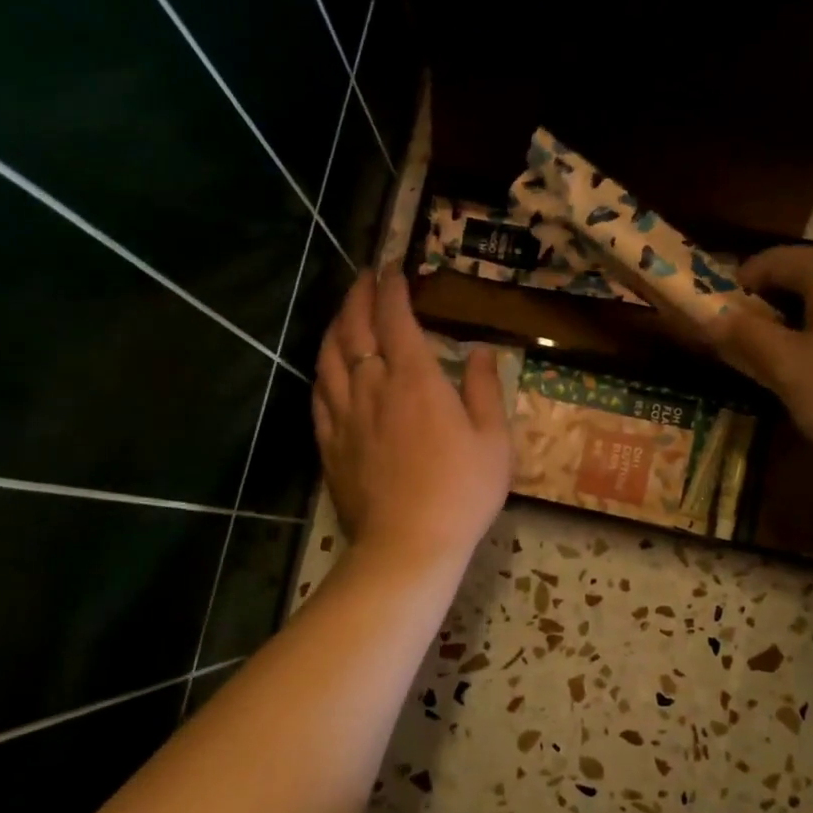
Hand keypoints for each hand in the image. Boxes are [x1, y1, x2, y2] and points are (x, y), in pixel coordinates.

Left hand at [313, 266, 511, 565]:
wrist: (409, 544)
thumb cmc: (462, 491)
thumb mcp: (493, 439)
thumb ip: (483, 389)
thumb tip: (479, 351)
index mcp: (415, 379)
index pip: (396, 318)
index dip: (393, 288)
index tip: (395, 268)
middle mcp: (373, 387)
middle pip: (356, 328)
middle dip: (359, 296)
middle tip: (365, 277)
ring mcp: (345, 415)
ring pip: (330, 356)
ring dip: (336, 325)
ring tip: (344, 312)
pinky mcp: (330, 443)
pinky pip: (319, 394)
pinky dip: (323, 369)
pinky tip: (327, 365)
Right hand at [708, 245, 812, 475]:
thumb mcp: (787, 368)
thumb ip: (745, 337)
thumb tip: (710, 317)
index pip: (771, 261)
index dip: (737, 287)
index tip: (718, 321)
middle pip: (806, 277)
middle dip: (772, 308)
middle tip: (752, 349)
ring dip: (805, 323)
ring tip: (793, 366)